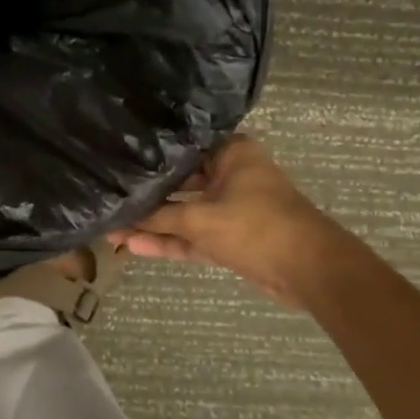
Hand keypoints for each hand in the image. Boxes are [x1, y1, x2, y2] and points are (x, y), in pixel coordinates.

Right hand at [108, 135, 326, 298]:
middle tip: (108, 196)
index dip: (147, 157)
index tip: (115, 159)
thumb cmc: (255, 227)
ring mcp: (230, 207)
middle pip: (179, 182)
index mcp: (230, 152)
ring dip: (154, 224)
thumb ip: (157, 217)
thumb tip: (115, 217)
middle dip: (146, 197)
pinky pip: (193, 234)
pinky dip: (169, 241)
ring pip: (184, 212)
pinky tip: (134, 246)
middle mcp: (229, 174)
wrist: (311, 272)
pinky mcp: (230, 236)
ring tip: (112, 228)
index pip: (180, 147)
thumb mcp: (199, 219)